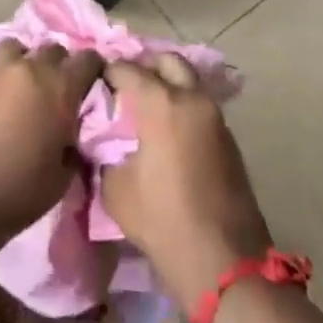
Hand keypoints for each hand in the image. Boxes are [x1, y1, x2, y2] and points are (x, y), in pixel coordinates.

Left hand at [0, 41, 103, 236]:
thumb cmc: (22, 190)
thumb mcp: (64, 173)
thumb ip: (74, 140)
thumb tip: (72, 129)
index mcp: (61, 88)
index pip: (88, 59)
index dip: (95, 69)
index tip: (94, 83)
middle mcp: (32, 69)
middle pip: (54, 49)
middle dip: (61, 65)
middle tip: (60, 90)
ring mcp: (0, 71)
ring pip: (21, 47)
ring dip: (28, 60)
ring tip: (27, 84)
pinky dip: (5, 74)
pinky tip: (4, 96)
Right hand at [103, 54, 272, 310]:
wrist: (224, 262)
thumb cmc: (163, 221)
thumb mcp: (116, 188)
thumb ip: (106, 154)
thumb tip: (104, 143)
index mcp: (162, 103)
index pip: (127, 68)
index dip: (107, 71)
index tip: (94, 82)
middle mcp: (192, 98)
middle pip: (167, 61)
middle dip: (144, 65)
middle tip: (125, 85)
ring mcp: (216, 117)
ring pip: (189, 81)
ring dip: (167, 85)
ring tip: (144, 108)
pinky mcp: (229, 139)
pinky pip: (200, 106)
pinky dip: (182, 106)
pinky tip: (166, 130)